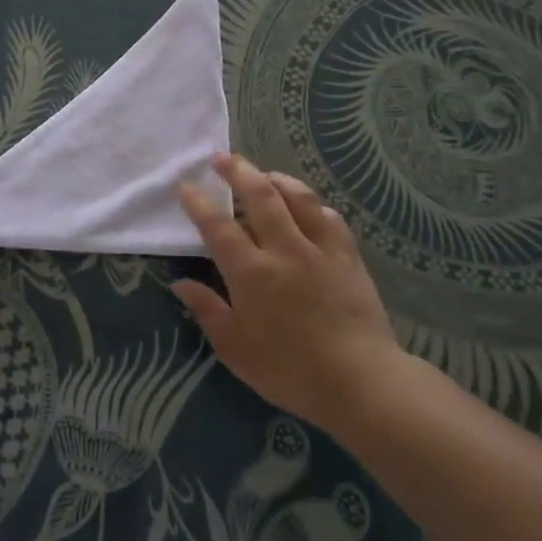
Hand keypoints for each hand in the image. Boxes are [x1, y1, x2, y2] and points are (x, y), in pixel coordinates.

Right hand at [174, 153, 404, 437]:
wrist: (361, 382)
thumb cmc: (289, 370)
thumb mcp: (235, 349)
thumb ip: (207, 310)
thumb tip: (180, 283)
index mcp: (251, 272)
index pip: (218, 226)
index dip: (198, 203)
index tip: (185, 186)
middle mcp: (285, 249)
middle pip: (260, 196)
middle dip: (238, 171)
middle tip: (222, 158)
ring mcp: (321, 250)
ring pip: (299, 198)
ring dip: (277, 179)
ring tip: (263, 173)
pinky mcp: (348, 258)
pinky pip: (330, 218)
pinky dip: (313, 204)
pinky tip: (307, 206)